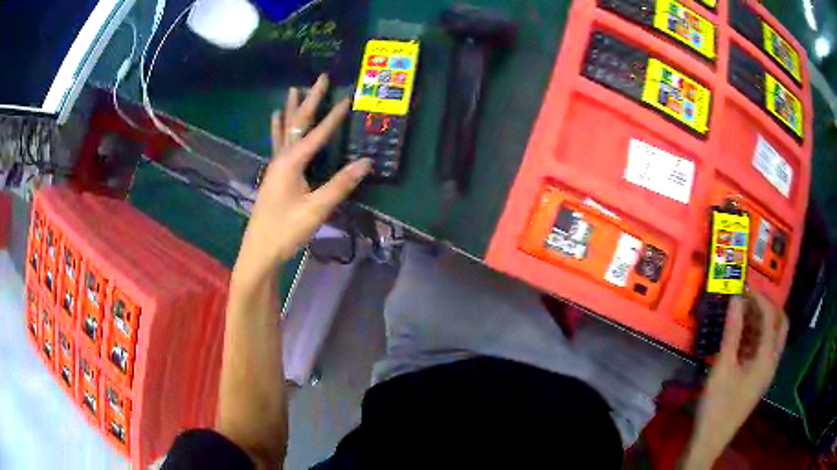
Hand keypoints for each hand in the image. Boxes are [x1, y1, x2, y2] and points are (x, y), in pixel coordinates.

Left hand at [233, 74, 371, 287]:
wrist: (260, 251)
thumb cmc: (286, 231)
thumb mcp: (316, 210)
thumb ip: (340, 185)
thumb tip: (366, 162)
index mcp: (291, 164)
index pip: (317, 134)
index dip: (333, 116)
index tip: (348, 96)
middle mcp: (281, 159)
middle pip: (297, 123)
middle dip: (309, 99)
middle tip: (319, 77)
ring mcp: (275, 166)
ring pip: (284, 130)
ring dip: (291, 109)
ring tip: (293, 89)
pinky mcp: (274, 175)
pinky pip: (278, 143)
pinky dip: (279, 127)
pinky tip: (275, 120)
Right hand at [684, 293, 788, 468]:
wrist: (710, 441)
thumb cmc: (717, 404)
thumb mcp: (723, 366)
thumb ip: (732, 331)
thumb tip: (736, 298)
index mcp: (767, 357)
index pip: (771, 316)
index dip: (759, 298)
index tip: (743, 289)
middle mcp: (772, 362)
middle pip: (781, 325)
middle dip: (768, 308)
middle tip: (750, 301)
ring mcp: (766, 373)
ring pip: (773, 338)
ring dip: (762, 322)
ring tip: (743, 316)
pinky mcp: (757, 382)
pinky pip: (764, 351)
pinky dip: (757, 339)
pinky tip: (741, 340)